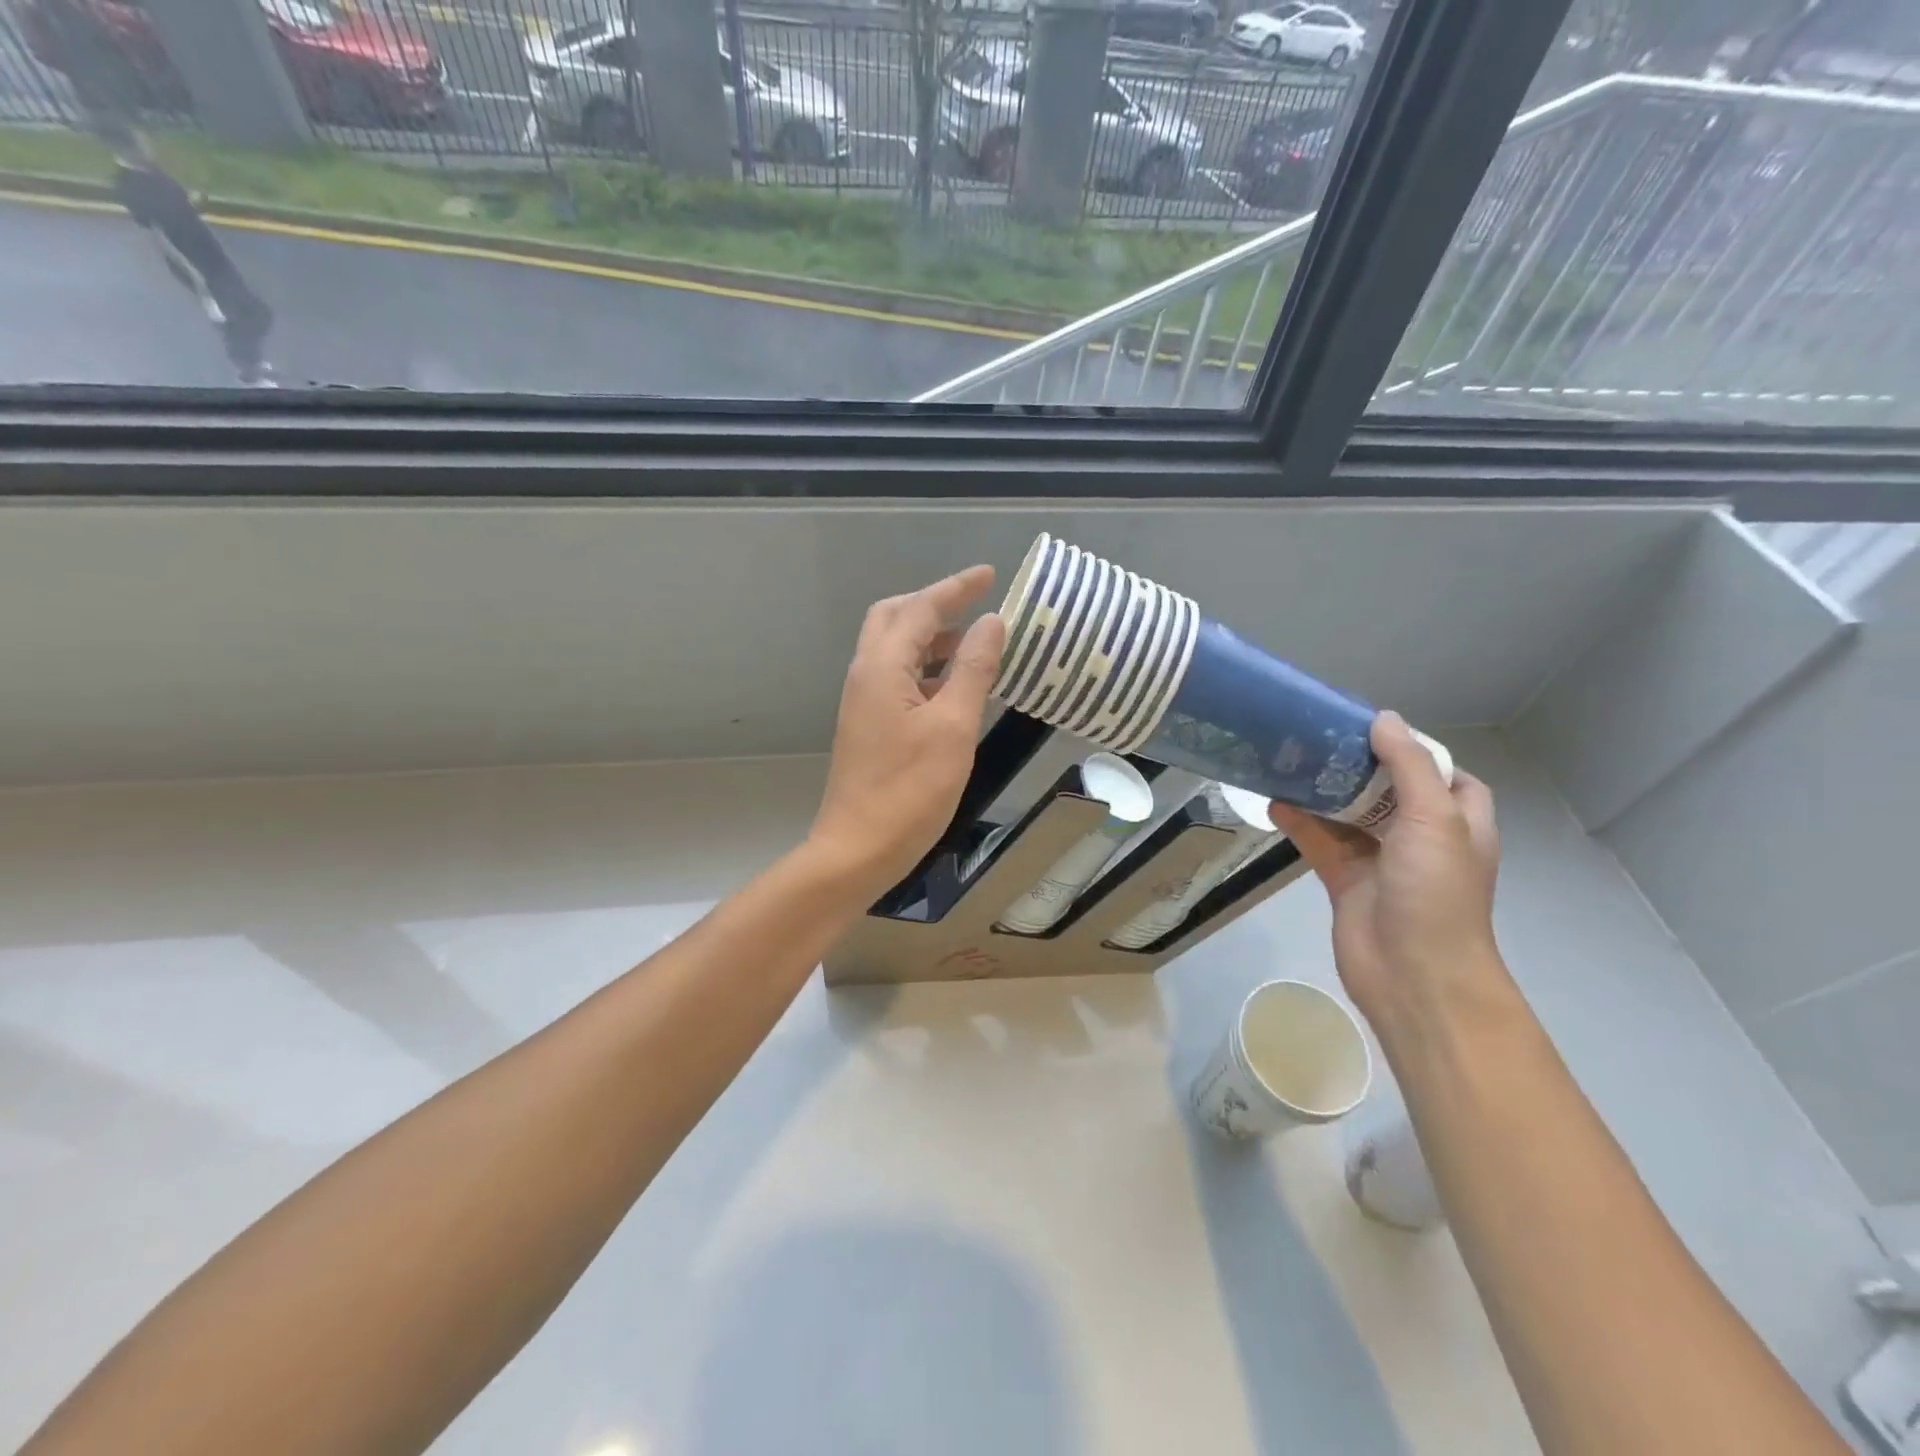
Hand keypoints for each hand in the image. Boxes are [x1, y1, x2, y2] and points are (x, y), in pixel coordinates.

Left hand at [809, 566, 1006, 898]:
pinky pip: (898, 679)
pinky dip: (926, 670)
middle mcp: (866, 674)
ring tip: (975, 647)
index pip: (920, 609)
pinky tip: (955, 689)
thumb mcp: (953, 726)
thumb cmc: (910, 790)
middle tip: (975, 606)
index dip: (956, 588)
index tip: (990, 575)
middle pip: (895, 619)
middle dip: (934, 606)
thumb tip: (991, 623)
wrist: (858, 849)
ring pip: (895, 650)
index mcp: (882, 667)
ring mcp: (863, 702)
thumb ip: (972, 670)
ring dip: (932, 639)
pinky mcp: (868, 726)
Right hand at [1267, 711, 1503, 1042]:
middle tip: (1320, 738)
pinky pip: (1320, 843)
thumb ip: (1408, 766)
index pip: (1445, 776)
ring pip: (1349, 816)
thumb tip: (1384, 719)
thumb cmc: (1435, 892)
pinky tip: (1274, 802)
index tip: (1375, 731)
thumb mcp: (1433, 818)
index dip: (1417, 752)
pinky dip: (1300, 823)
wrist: (1413, 974)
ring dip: (1323, 793)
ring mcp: (1382, 862)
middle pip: (1389, 792)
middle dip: (1359, 766)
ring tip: (1291, 761)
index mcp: (1458, 823)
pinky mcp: (1346, 881)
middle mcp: (1421, 839)